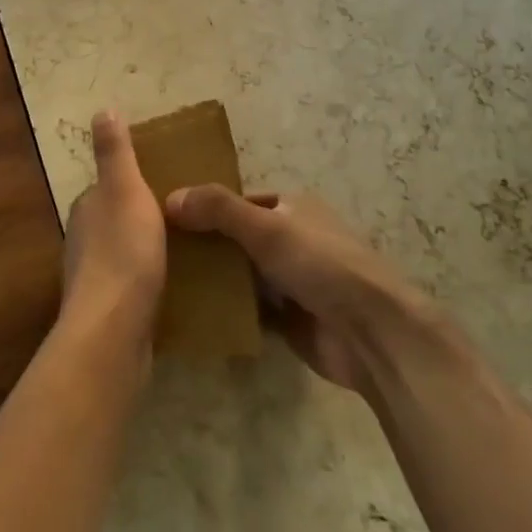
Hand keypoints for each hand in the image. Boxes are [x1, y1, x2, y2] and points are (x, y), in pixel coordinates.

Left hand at [61, 111, 166, 349]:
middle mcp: (83, 240)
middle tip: (187, 219)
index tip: (169, 186)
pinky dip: (149, 281)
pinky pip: (132, 286)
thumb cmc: (123, 251)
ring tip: (187, 252)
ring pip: (124, 254)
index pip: (110, 186)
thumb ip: (114, 152)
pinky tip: (174, 287)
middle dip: (144, 218)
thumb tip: (102, 110)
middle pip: (117, 220)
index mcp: (87, 208)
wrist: (113, 331)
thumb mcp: (124, 189)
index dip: (136, 183)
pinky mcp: (108, 313)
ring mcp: (93, 279)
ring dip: (147, 250)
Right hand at [164, 186, 434, 395]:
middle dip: (207, 246)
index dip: (208, 207)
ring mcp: (292, 281)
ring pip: (242, 274)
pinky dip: (227, 311)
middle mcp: (292, 239)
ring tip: (166, 282)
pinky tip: (193, 314)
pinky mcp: (290, 319)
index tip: (168, 219)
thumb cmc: (320, 264)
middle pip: (238, 238)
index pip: (240, 201)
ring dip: (215, 280)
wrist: (371, 333)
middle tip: (161, 254)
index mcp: (293, 207)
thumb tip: (170, 197)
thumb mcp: (265, 227)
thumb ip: (218, 210)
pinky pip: (249, 309)